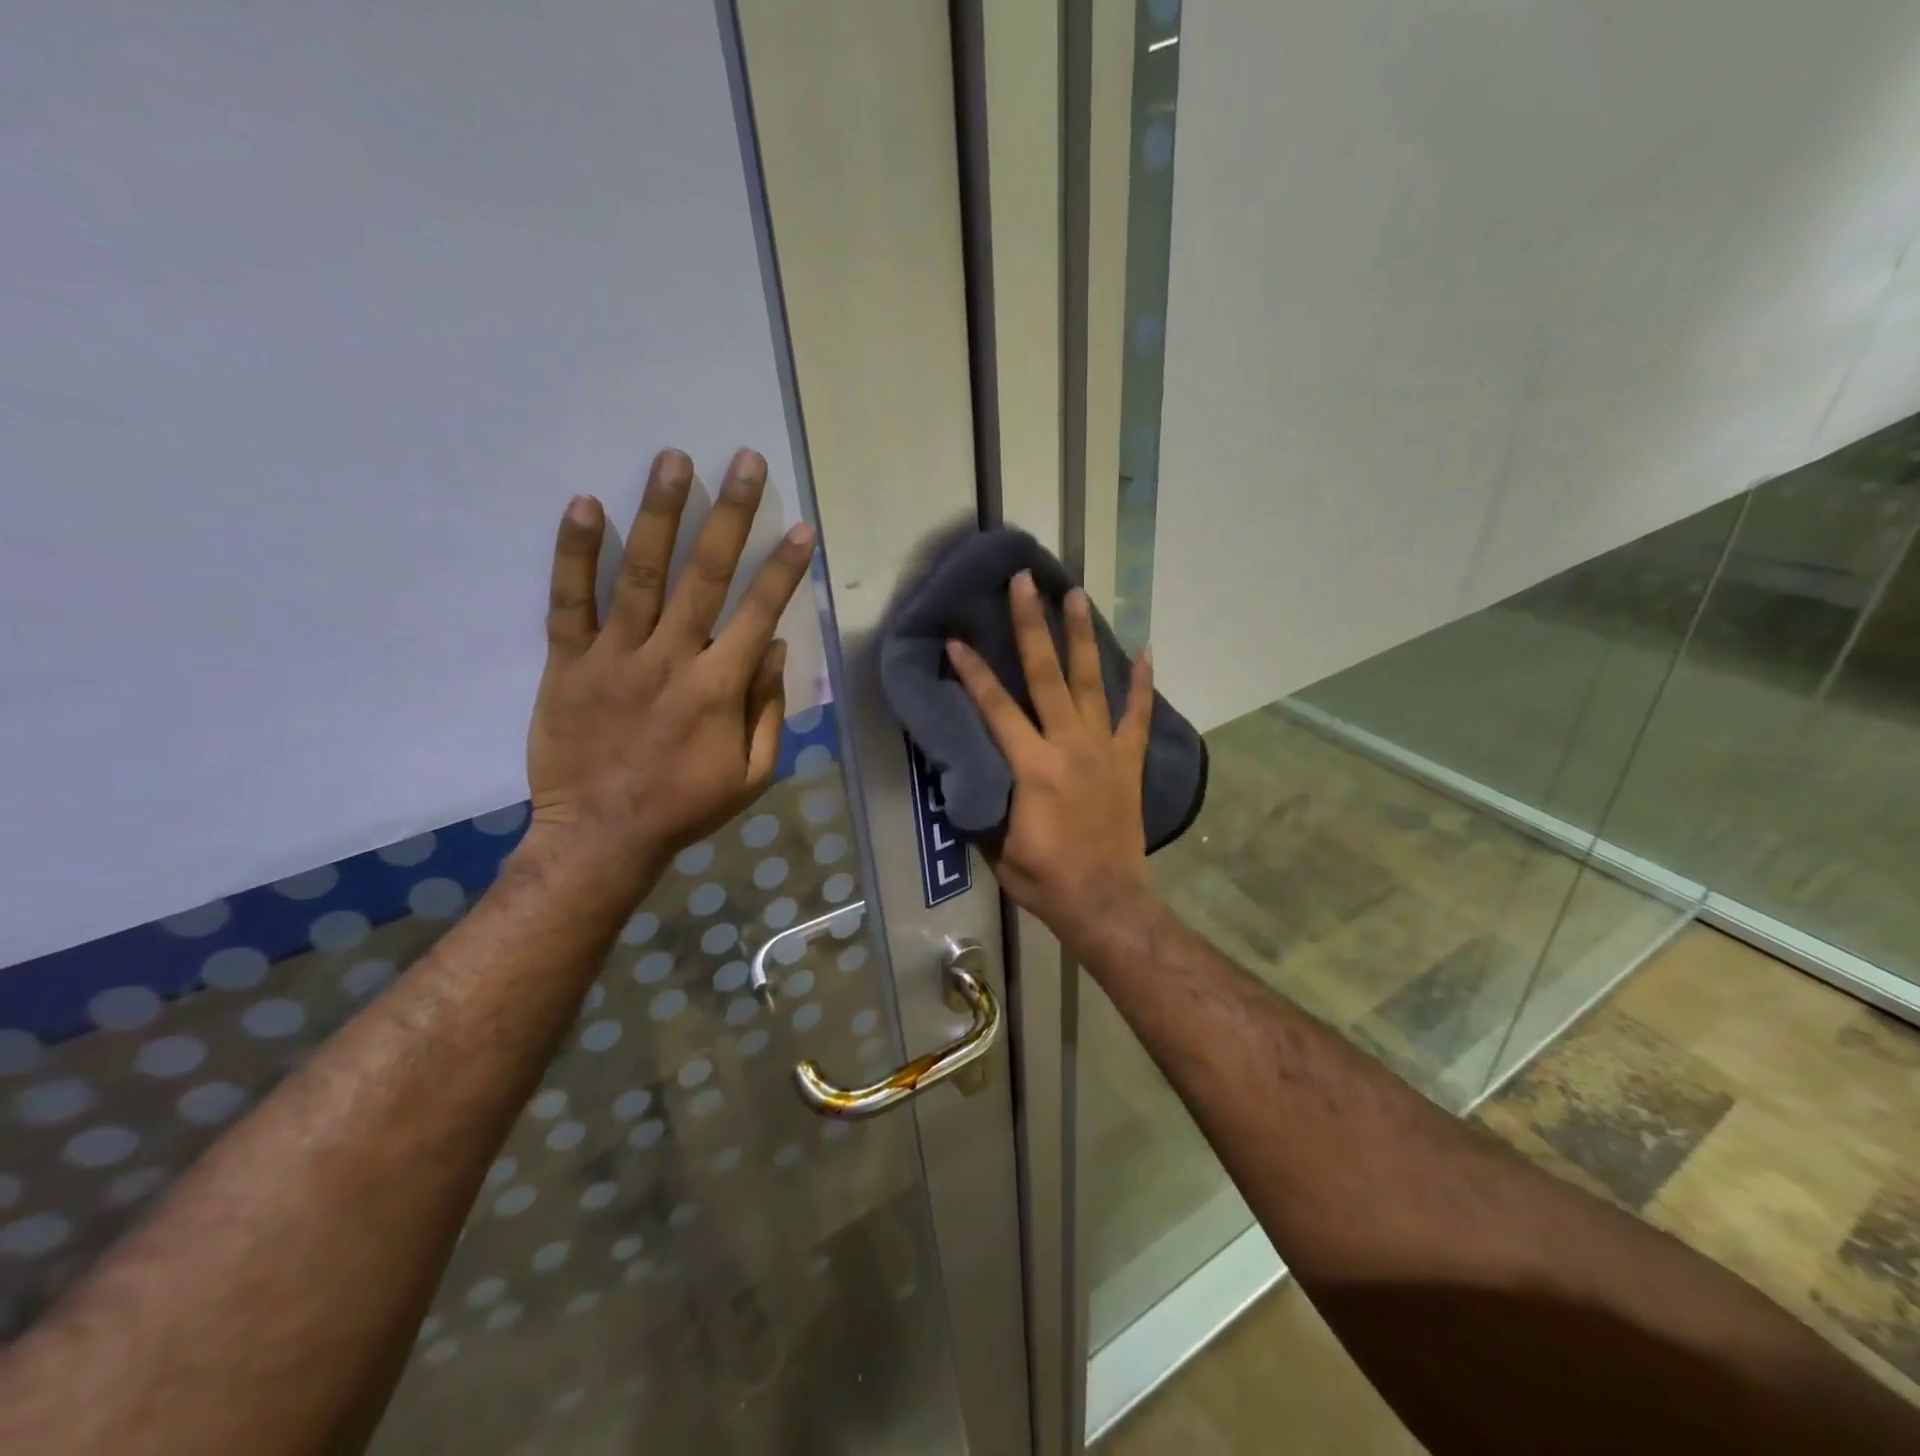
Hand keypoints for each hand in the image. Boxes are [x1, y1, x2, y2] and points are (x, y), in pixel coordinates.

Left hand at [518, 447, 815, 904]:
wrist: (600, 837)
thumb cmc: (685, 807)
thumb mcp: (752, 774)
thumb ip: (768, 709)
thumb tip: (776, 647)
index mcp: (718, 688)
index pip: (759, 612)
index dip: (784, 568)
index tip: (800, 527)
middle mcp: (670, 659)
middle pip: (705, 575)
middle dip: (729, 514)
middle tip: (743, 460)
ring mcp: (614, 657)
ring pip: (640, 574)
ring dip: (659, 513)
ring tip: (673, 459)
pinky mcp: (568, 663)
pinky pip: (569, 602)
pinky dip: (576, 553)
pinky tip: (586, 505)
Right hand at [945, 572, 1156, 947]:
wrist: (1105, 901)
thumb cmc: (1043, 878)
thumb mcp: (996, 843)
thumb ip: (983, 795)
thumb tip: (966, 760)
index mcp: (1032, 766)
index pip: (995, 708)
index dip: (973, 672)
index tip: (956, 638)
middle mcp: (1069, 745)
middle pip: (1046, 675)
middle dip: (1032, 625)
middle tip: (1025, 583)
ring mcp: (1104, 750)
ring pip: (1092, 682)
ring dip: (1082, 637)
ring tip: (1077, 595)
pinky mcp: (1128, 762)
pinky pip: (1136, 715)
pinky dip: (1142, 684)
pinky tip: (1146, 652)